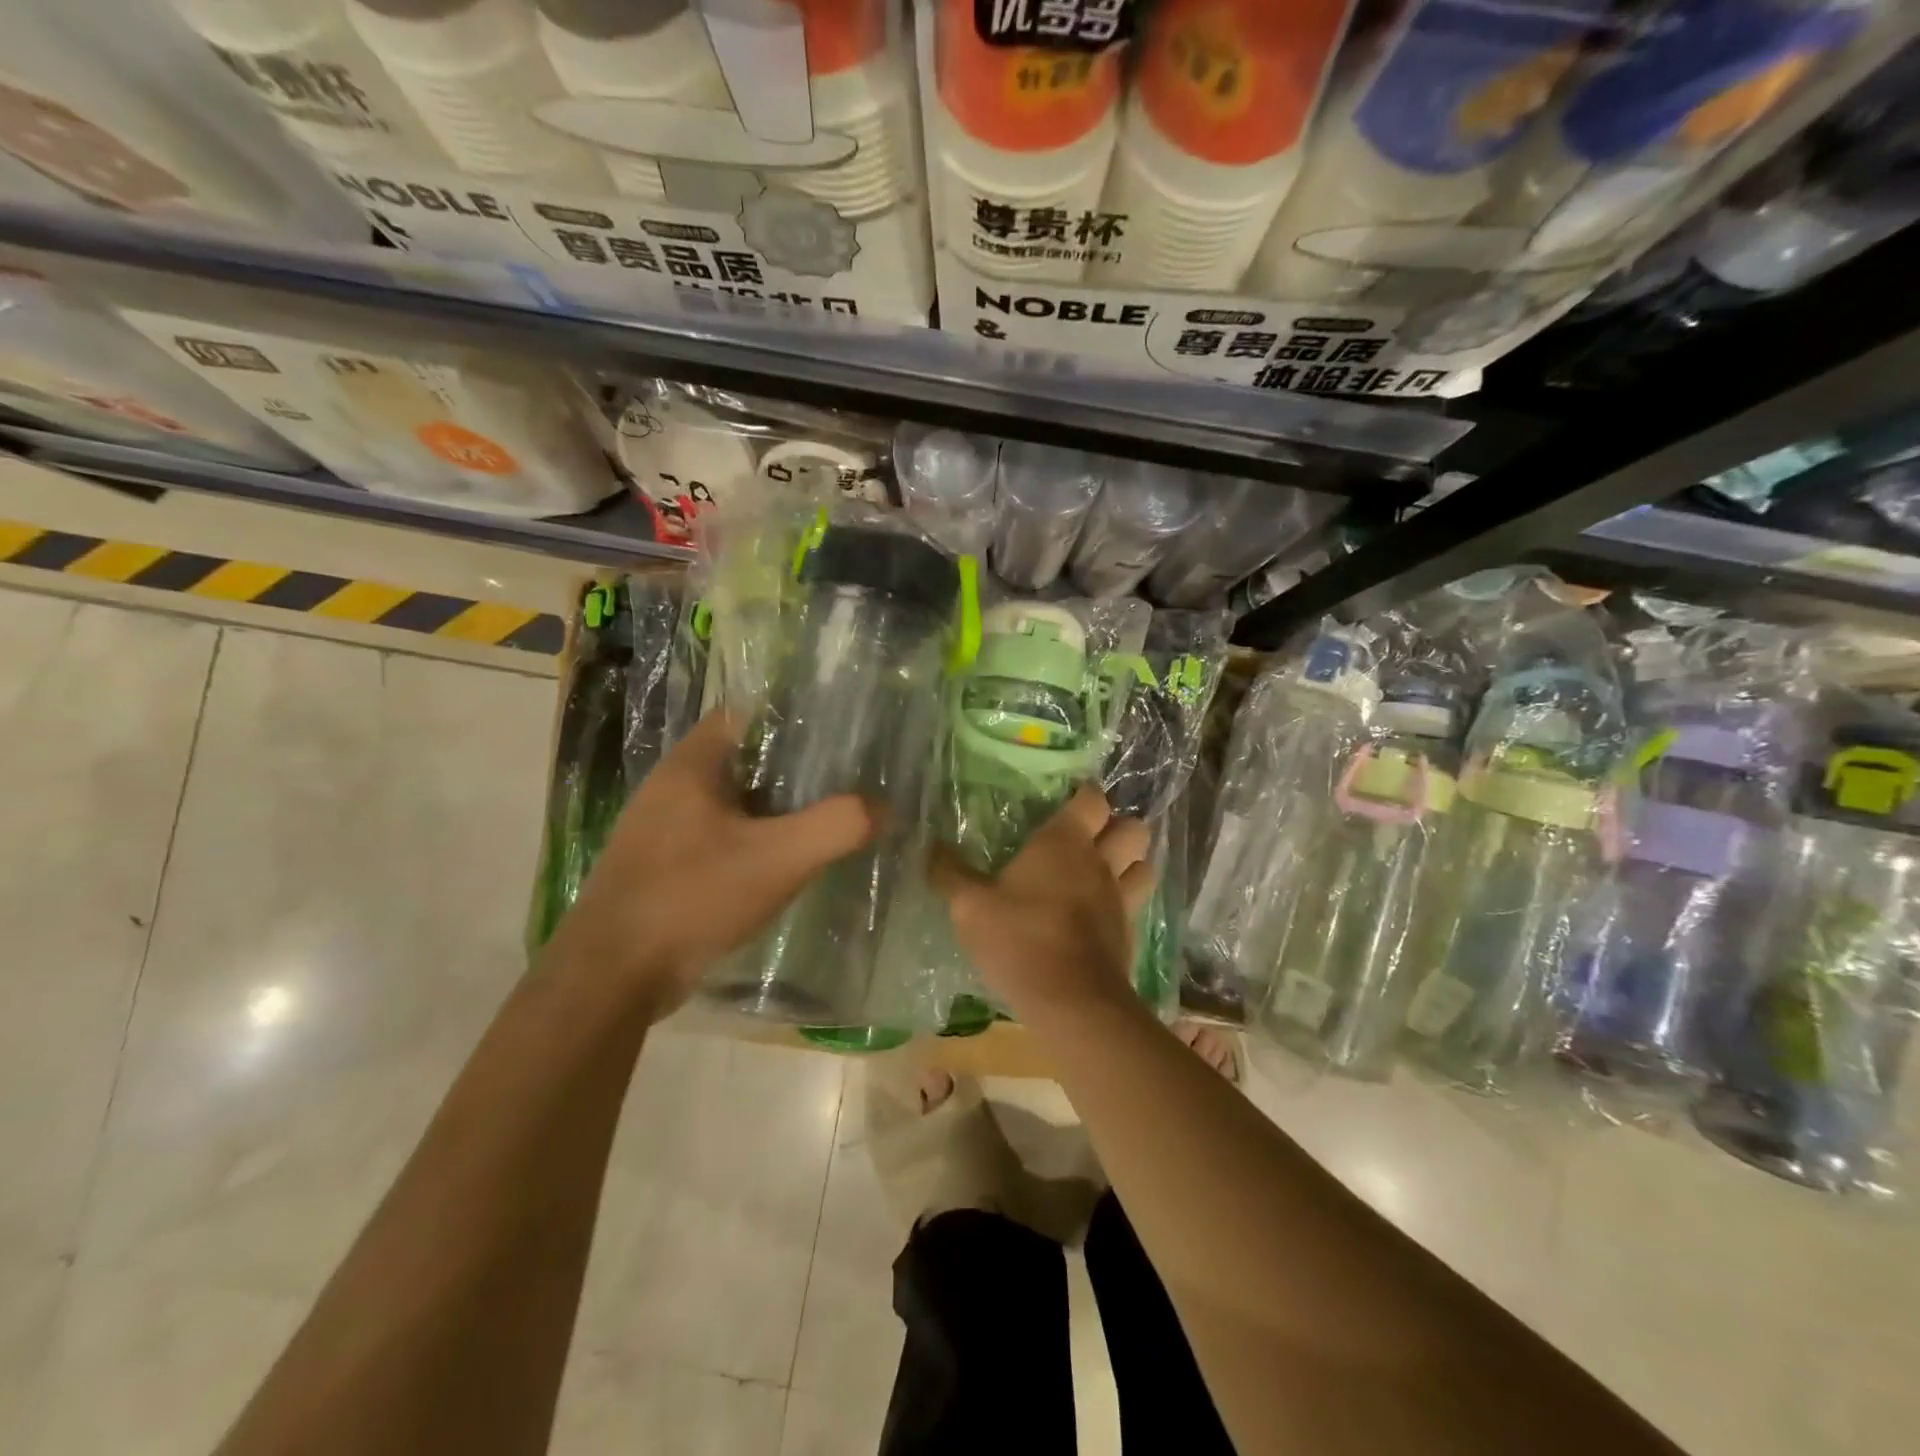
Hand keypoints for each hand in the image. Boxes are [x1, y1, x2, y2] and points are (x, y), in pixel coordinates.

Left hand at [546, 711, 873, 1012]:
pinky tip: (781, 863)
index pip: (746, 714)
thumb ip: (837, 826)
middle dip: (790, 768)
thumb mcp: (778, 859)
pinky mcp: (662, 866)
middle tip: (842, 780)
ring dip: (772, 808)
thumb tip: (883, 807)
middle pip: (742, 759)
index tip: (836, 735)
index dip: (792, 719)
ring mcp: (661, 829)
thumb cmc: (692, 898)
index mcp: (691, 766)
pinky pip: (717, 837)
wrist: (612, 977)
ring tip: (822, 818)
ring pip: (731, 802)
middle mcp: (671, 787)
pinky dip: (751, 841)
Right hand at [935, 784, 1154, 1025]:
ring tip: (1104, 868)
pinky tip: (1101, 911)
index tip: (1066, 799)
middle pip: (1132, 827)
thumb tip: (930, 846)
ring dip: (1130, 860)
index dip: (1084, 794)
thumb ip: (949, 873)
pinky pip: (1136, 901)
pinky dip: (1126, 898)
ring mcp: (1120, 898)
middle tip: (1089, 835)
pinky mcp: (1128, 932)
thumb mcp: (969, 906)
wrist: (1072, 1002)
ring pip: (1143, 863)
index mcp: (1065, 842)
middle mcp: (1100, 862)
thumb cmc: (1019, 940)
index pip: (1092, 799)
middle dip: (1117, 825)